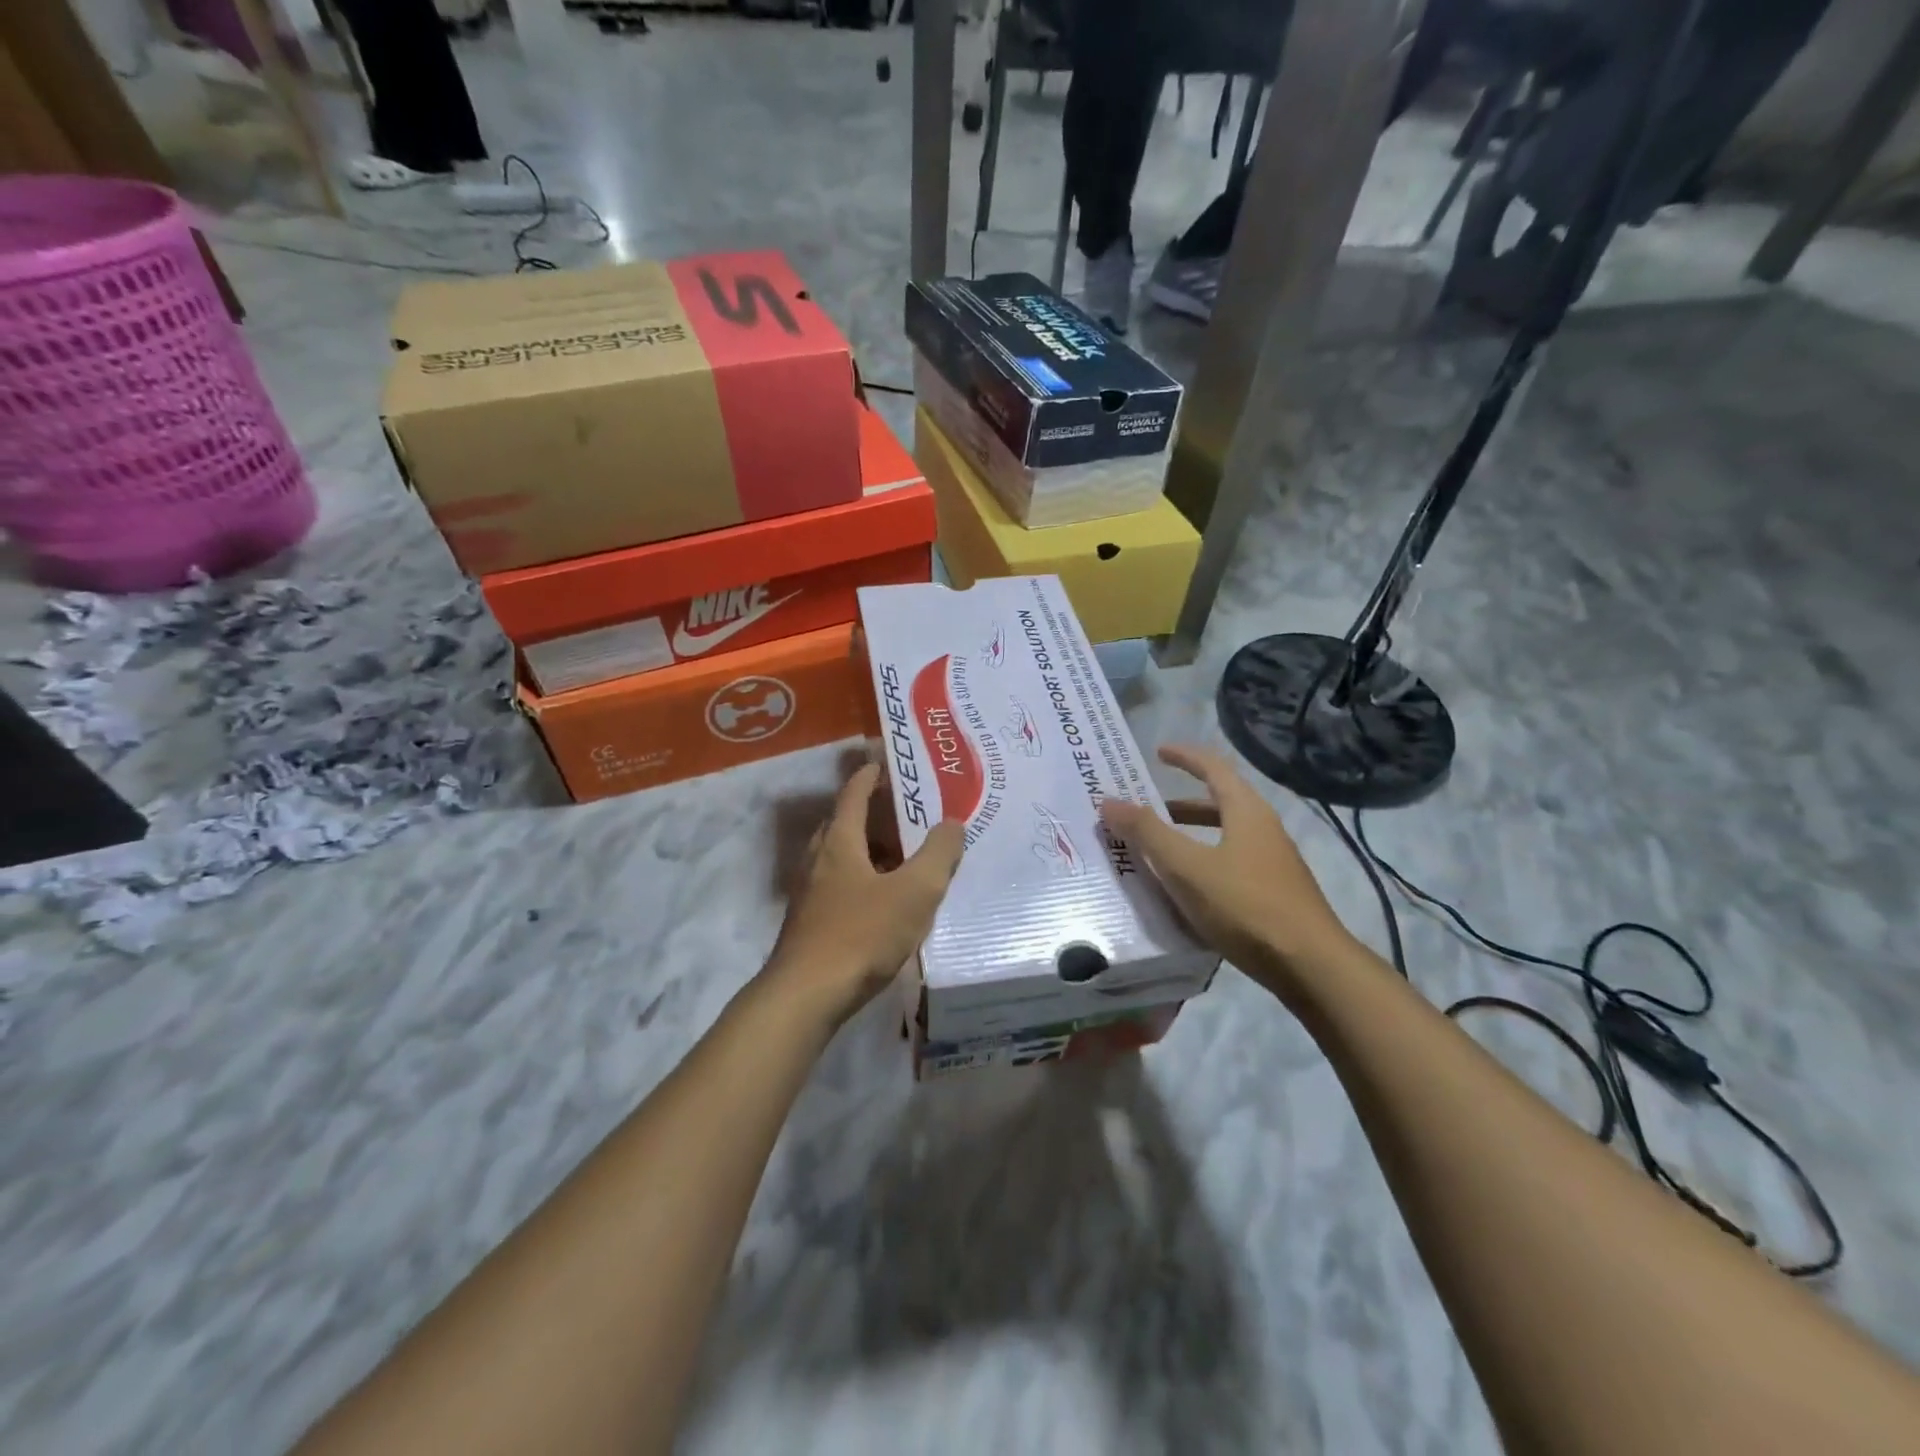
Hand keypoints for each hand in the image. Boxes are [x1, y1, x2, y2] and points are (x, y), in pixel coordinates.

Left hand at [765, 763, 965, 1029]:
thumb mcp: (914, 892)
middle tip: (906, 814)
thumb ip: (938, 855)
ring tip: (903, 858)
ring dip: (870, 850)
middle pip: (844, 823)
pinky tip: (885, 902)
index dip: (870, 775)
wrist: (806, 996)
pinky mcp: (810, 923)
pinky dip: (864, 880)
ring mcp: (810, 893)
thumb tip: (952, 824)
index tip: (886, 763)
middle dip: (874, 814)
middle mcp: (819, 860)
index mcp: (840, 842)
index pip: (854, 794)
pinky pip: (840, 886)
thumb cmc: (861, 934)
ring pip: (842, 858)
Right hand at [1099, 744, 1357, 998]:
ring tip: (1157, 851)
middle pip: (1218, 803)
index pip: (1214, 768)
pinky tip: (1185, 891)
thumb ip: (1147, 833)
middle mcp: (1264, 830)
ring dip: (1190, 837)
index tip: (1157, 752)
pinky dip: (1203, 864)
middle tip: (1145, 809)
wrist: (1311, 967)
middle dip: (1179, 804)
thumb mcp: (1187, 867)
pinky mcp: (1274, 894)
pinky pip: (1230, 865)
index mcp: (1246, 812)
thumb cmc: (1245, 906)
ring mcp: (1273, 863)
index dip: (1185, 756)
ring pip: (1224, 837)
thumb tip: (1108, 801)